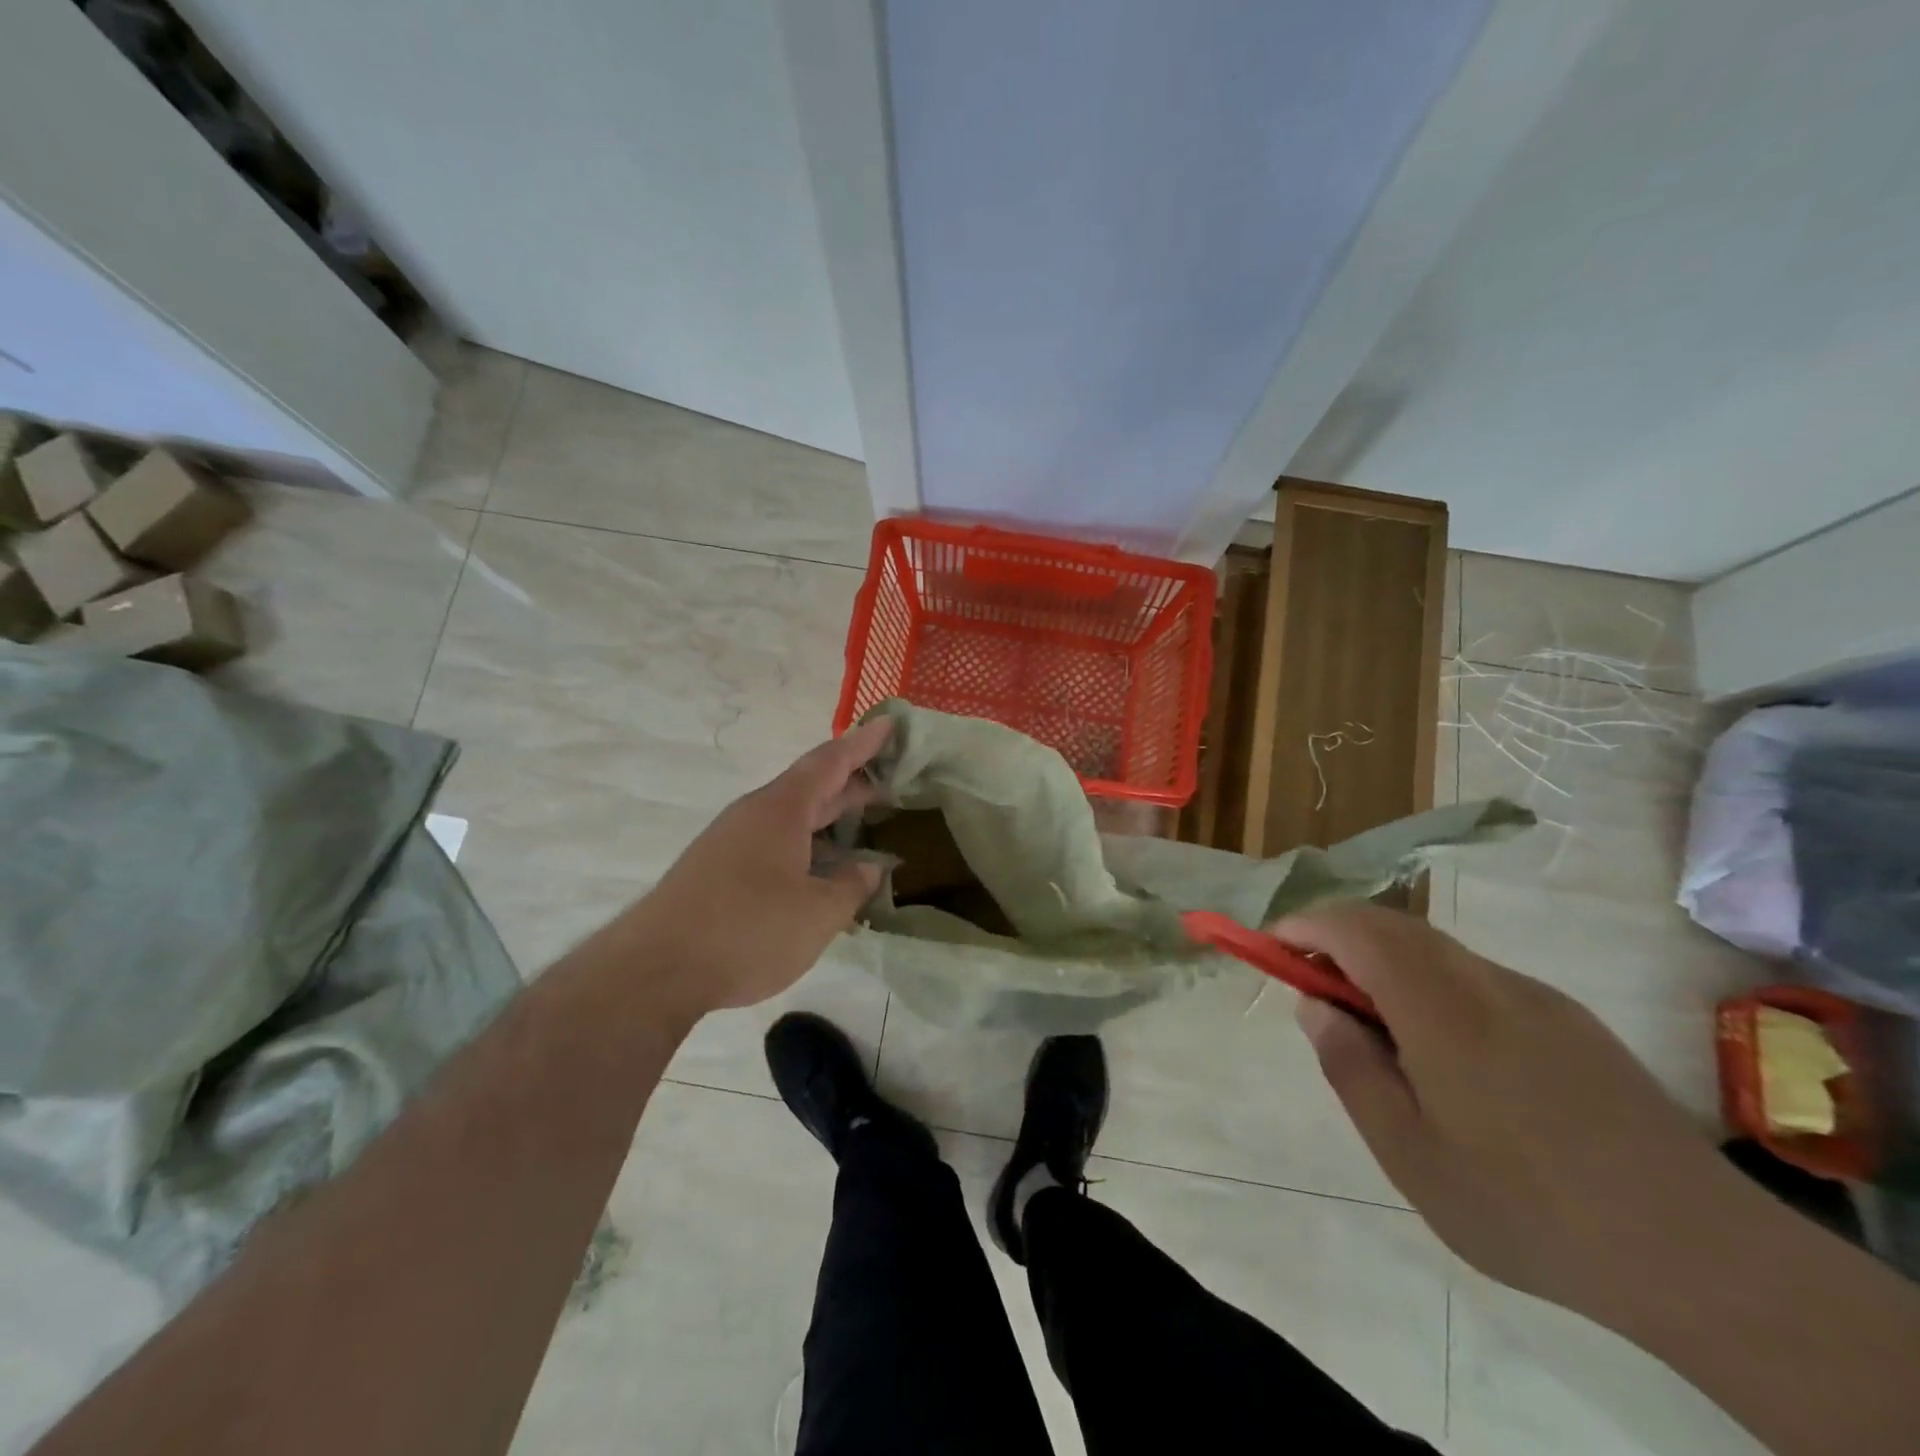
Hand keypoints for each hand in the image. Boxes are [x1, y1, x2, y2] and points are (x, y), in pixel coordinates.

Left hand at [623, 719, 890, 1017]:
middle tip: (889, 783)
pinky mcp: (717, 869)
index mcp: (781, 810)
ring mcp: (731, 841)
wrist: (655, 969)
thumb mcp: (817, 913)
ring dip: (827, 819)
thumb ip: (851, 886)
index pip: (830, 762)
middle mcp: (754, 815)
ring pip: (790, 818)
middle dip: (850, 784)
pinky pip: (773, 843)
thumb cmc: (748, 930)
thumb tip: (869, 868)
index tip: (890, 723)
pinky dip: (805, 846)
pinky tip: (818, 874)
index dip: (863, 744)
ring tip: (861, 829)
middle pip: (810, 787)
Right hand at [1275, 903, 1737, 1323]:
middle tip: (1312, 986)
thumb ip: (1349, 1065)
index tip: (1271, 945)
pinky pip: (1477, 978)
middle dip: (1339, 937)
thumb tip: (1314, 1005)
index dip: (1305, 925)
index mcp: (1440, 1007)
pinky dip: (1431, 984)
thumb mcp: (1407, 1151)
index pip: (1355, 929)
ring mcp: (1535, 997)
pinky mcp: (1570, 1021)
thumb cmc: (1525, 1205)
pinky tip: (1446, 1054)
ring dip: (1385, 962)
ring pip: (1436, 950)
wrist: (1700, 1254)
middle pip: (1394, 927)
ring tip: (1374, 1028)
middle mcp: (1485, 981)